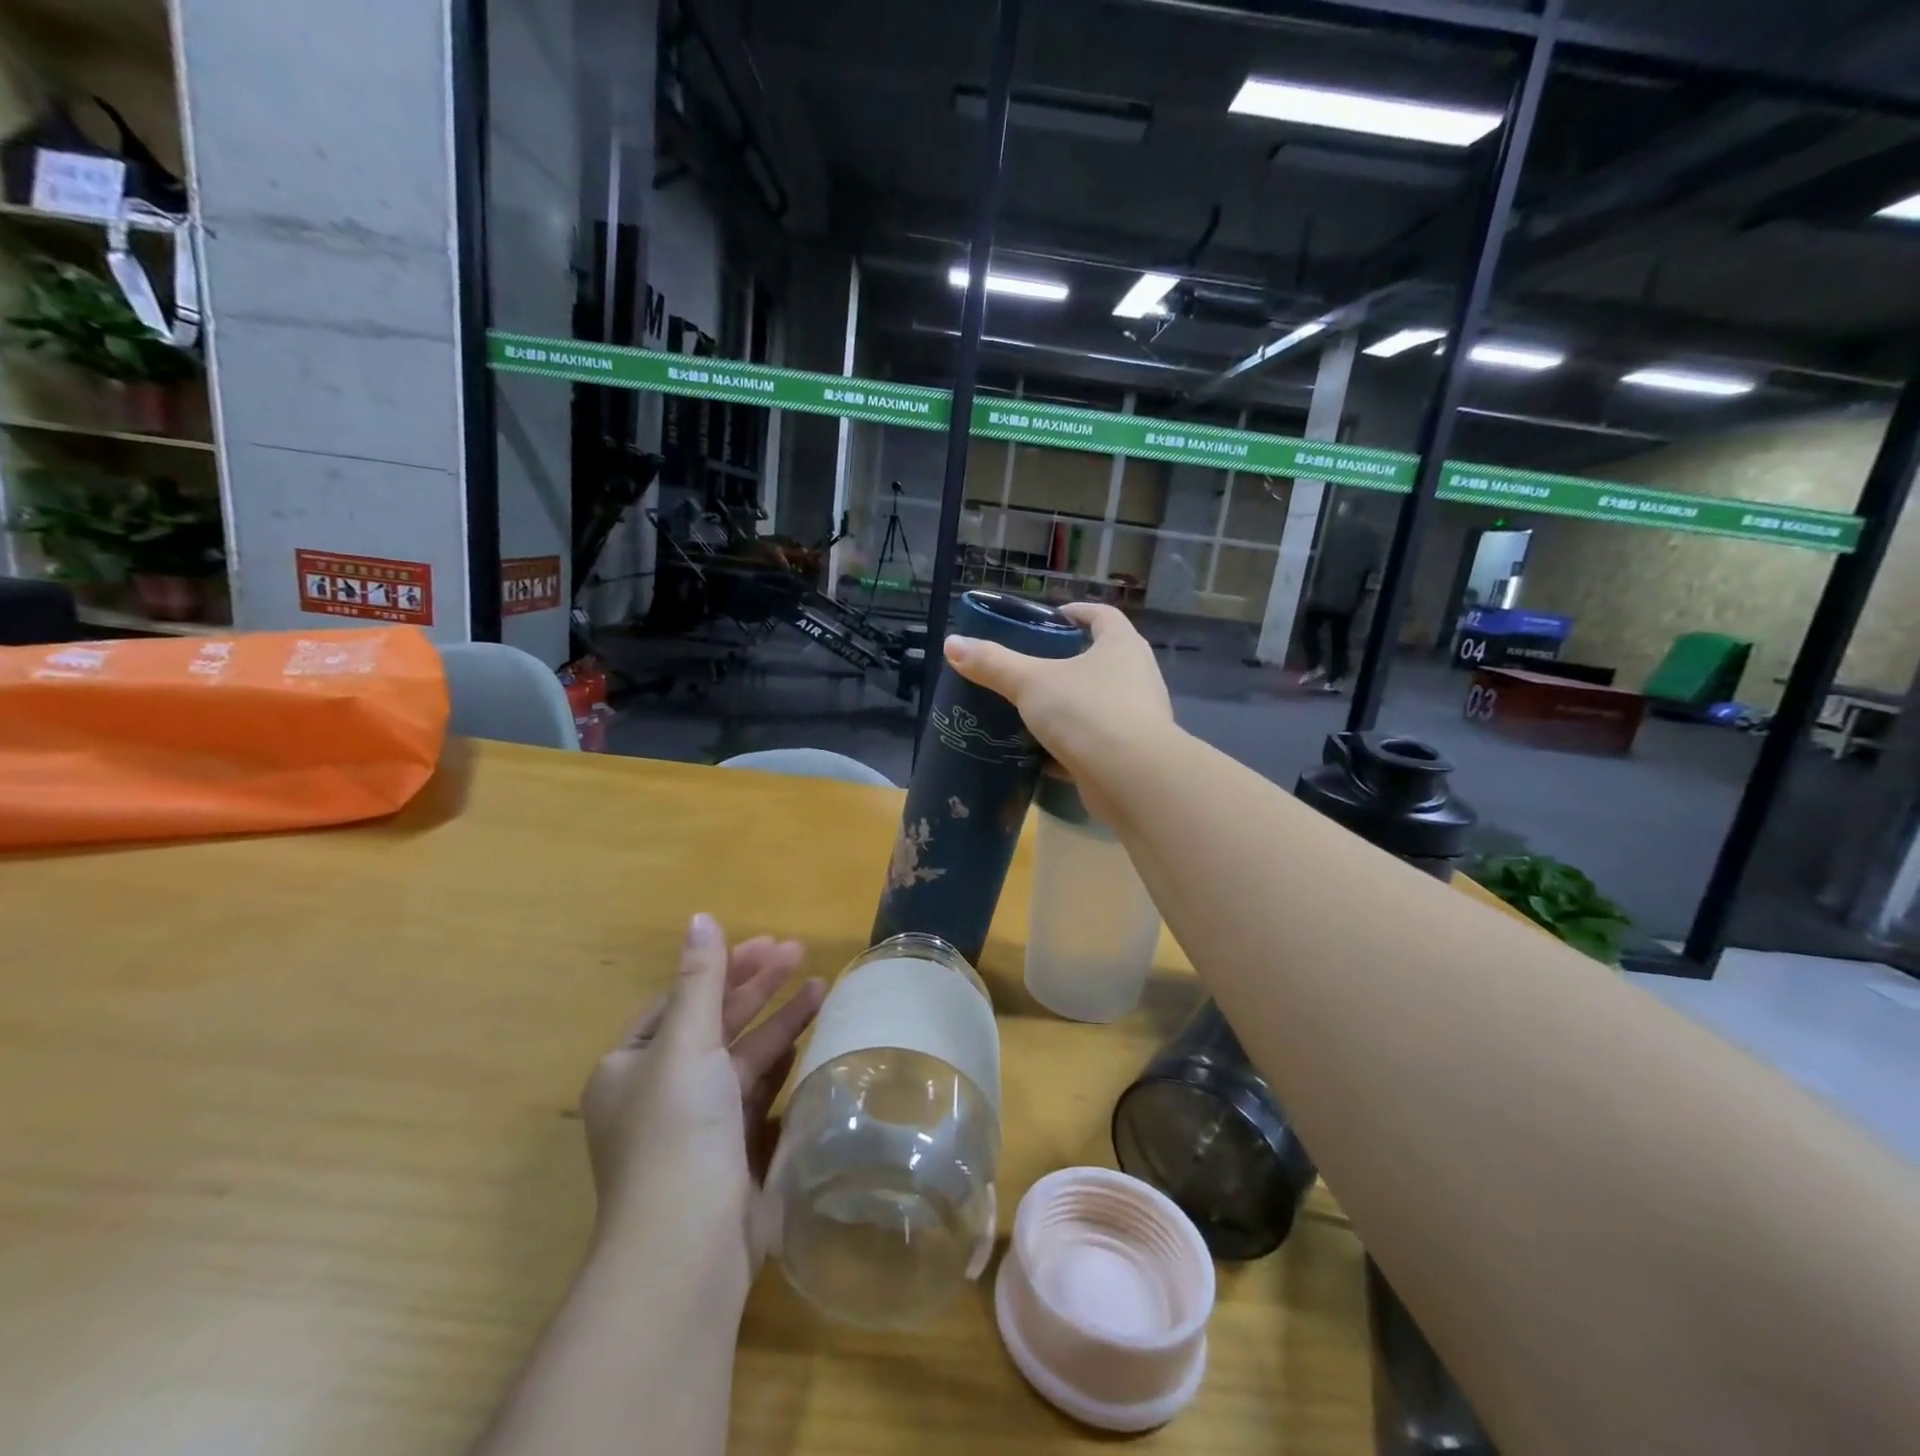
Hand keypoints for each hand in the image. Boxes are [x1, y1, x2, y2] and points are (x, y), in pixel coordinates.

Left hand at [580, 914, 824, 1270]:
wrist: (688, 1247)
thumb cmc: (677, 1131)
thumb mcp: (685, 1043)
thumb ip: (700, 979)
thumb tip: (700, 918)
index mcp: (630, 1067)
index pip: (682, 1000)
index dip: (724, 968)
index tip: (767, 943)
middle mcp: (659, 1093)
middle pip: (715, 1025)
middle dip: (758, 988)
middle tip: (800, 952)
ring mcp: (698, 1126)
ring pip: (742, 1058)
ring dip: (778, 1021)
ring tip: (822, 986)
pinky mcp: (732, 1152)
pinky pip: (759, 1093)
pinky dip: (782, 1064)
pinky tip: (810, 1040)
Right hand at [943, 602, 1176, 818]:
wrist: (1132, 780)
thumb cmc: (1087, 713)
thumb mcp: (1031, 683)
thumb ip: (993, 664)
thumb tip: (951, 644)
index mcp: (1121, 646)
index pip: (1102, 616)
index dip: (1077, 612)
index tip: (1051, 618)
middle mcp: (1136, 676)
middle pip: (1101, 659)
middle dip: (1068, 661)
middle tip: (1031, 665)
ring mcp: (1136, 718)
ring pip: (1097, 703)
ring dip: (1068, 705)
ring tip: (1030, 708)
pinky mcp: (1129, 755)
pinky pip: (1094, 741)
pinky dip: (1070, 745)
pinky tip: (1040, 752)